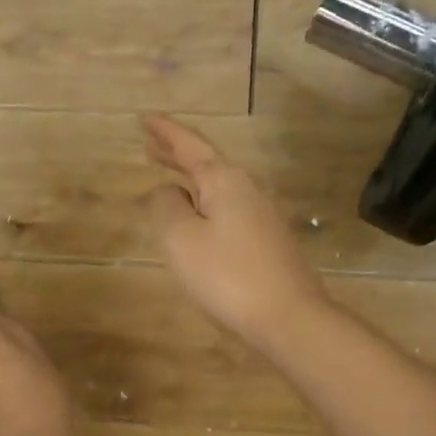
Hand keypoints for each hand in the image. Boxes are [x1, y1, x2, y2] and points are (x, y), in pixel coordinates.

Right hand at [143, 114, 329, 349]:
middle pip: (207, 163)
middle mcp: (246, 190)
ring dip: (190, 179)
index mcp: (224, 181)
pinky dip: (204, 202)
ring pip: (217, 187)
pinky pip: (226, 209)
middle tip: (150, 144)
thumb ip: (166, 207)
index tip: (145, 118)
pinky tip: (196, 218)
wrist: (289, 317)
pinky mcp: (266, 242)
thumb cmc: (228, 275)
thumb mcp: (182, 239)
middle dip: (177, 153)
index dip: (166, 132)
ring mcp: (260, 216)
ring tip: (167, 177)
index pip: (190, 146)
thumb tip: (166, 191)